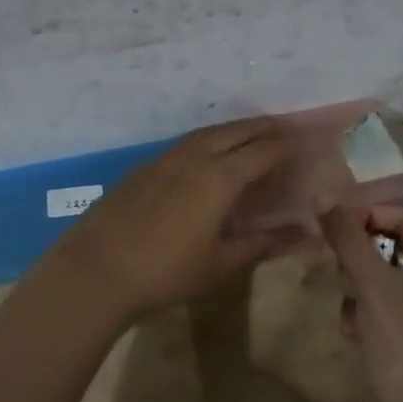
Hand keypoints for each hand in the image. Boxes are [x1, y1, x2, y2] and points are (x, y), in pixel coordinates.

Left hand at [50, 117, 305, 323]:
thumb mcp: (220, 265)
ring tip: (249, 138)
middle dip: (263, 128)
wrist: (96, 271)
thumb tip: (298, 235)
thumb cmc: (165, 273)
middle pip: (236, 131)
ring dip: (233, 131)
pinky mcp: (142, 168)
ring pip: (206, 134)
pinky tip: (207, 158)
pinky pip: (184, 145)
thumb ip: (260, 245)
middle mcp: (194, 157)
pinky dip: (207, 143)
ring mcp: (163, 159)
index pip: (264, 151)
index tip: (306, 145)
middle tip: (284, 130)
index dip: (288, 146)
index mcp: (219, 177)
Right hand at [318, 203, 402, 401]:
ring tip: (351, 309)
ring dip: (358, 288)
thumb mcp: (373, 286)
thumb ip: (347, 239)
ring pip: (381, 275)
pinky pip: (381, 302)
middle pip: (391, 245)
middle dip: (360, 259)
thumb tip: (321, 194)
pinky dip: (363, 311)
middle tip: (336, 267)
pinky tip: (355, 333)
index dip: (368, 215)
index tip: (331, 224)